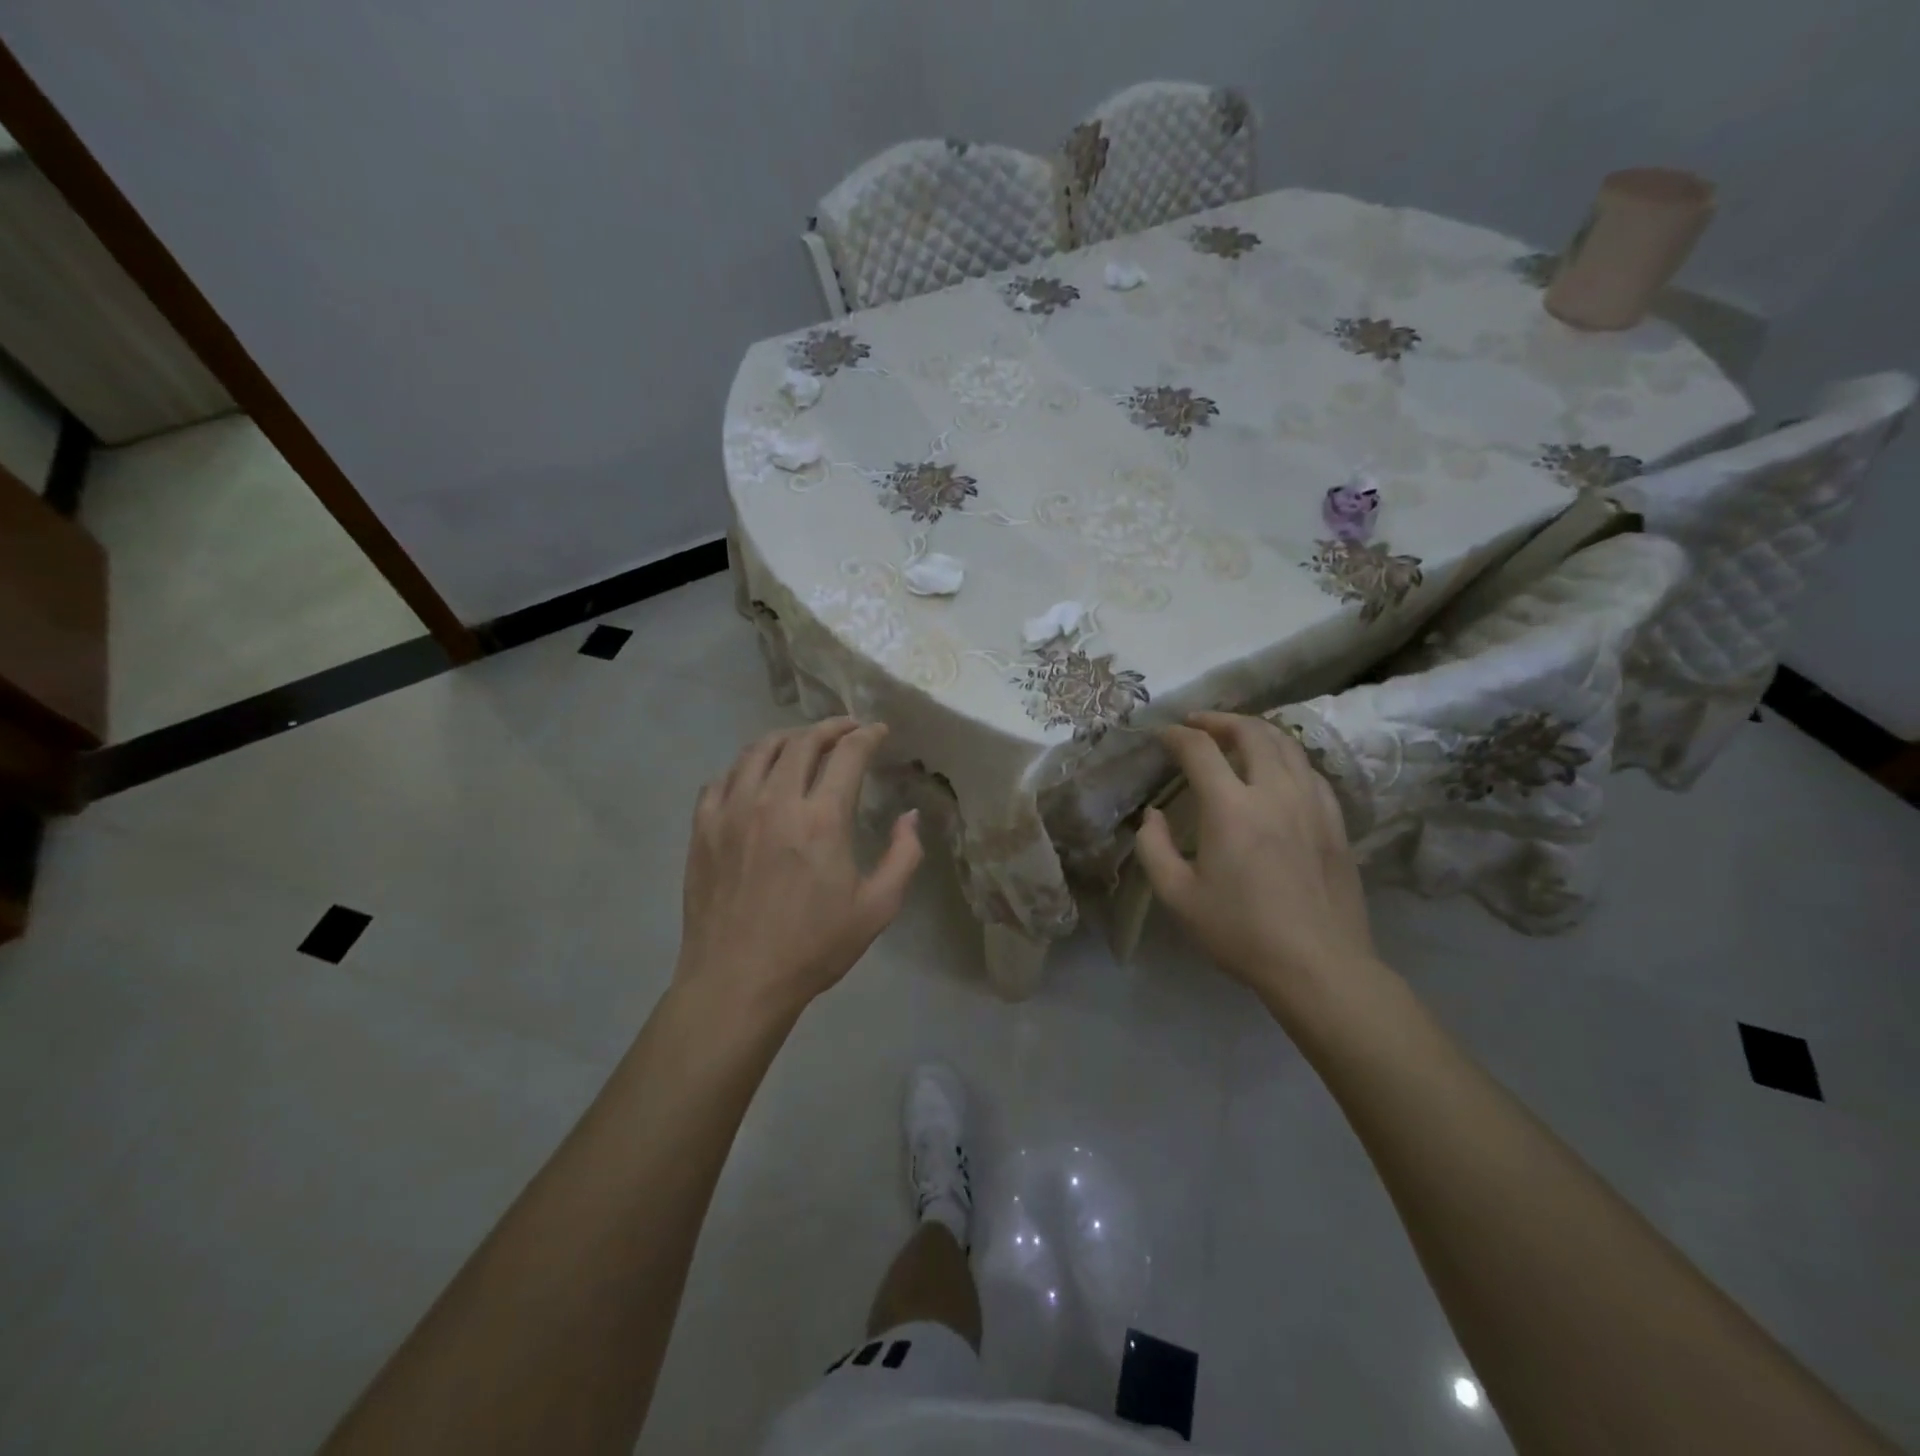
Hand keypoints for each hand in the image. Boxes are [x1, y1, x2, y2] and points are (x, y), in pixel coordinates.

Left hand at [676, 718, 922, 1018]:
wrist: (737, 982)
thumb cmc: (813, 947)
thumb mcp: (877, 908)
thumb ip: (903, 856)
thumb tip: (910, 816)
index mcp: (822, 819)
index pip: (848, 753)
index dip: (867, 735)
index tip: (878, 731)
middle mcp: (775, 801)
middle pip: (802, 741)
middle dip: (830, 727)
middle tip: (846, 729)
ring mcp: (732, 811)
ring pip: (758, 750)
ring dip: (787, 738)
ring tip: (802, 742)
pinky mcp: (702, 828)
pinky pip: (722, 778)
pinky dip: (745, 767)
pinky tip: (755, 777)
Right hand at [1133, 712, 1376, 1009]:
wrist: (1319, 966)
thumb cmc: (1240, 933)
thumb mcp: (1178, 897)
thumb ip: (1154, 848)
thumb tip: (1152, 815)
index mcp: (1231, 808)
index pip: (1200, 750)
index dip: (1176, 736)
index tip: (1161, 735)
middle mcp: (1274, 792)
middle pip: (1250, 731)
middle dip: (1218, 720)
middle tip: (1197, 723)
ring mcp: (1312, 803)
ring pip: (1287, 744)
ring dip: (1255, 730)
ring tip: (1235, 735)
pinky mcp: (1335, 820)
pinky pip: (1309, 770)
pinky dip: (1285, 756)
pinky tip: (1276, 770)